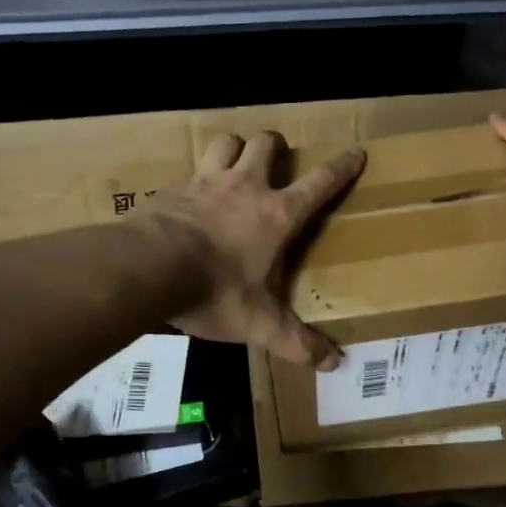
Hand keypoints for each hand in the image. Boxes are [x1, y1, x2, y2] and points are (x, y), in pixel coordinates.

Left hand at [144, 132, 365, 370]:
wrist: (149, 268)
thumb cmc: (215, 291)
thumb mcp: (260, 324)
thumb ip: (296, 342)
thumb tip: (333, 364)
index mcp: (277, 215)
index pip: (320, 183)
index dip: (342, 167)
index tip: (355, 152)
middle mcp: (245, 188)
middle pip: (265, 145)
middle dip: (275, 145)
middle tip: (277, 155)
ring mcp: (206, 182)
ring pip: (226, 142)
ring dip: (235, 148)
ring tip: (235, 161)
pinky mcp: (173, 189)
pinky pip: (189, 169)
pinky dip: (195, 176)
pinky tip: (190, 195)